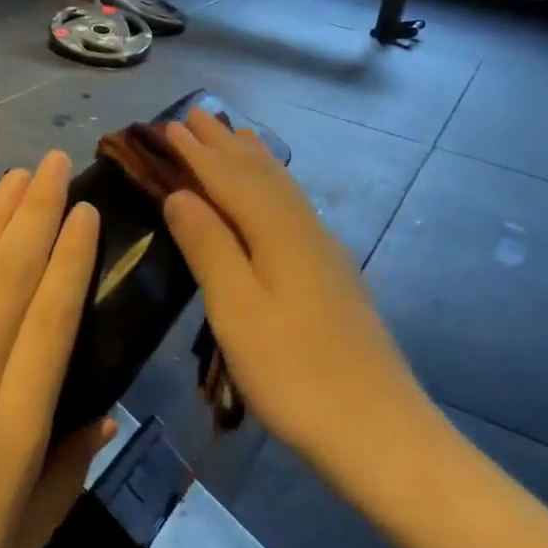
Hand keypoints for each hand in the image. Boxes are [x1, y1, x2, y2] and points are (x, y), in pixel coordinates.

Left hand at [0, 153, 114, 547]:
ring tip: (15, 177)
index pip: (52, 320)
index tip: (85, 212)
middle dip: (37, 213)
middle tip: (54, 164)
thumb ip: (68, 471)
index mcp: (13, 428)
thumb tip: (107, 412)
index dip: (72, 258)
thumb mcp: (22, 546)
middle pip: (11, 279)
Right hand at [162, 109, 434, 482]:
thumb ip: (208, 246)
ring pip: (282, 189)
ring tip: (237, 136)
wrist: (379, 432)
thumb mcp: (237, 310)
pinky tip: (275, 197)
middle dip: (225, 145)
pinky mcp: (332, 276)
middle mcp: (304, 230)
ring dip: (253, 160)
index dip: (196, 153)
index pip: (229, 179)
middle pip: (260, 174)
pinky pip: (294, 209)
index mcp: (277, 233)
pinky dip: (274, 187)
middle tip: (196, 115)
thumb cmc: (294, 373)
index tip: (168, 126)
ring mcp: (324, 253)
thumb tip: (179, 194)